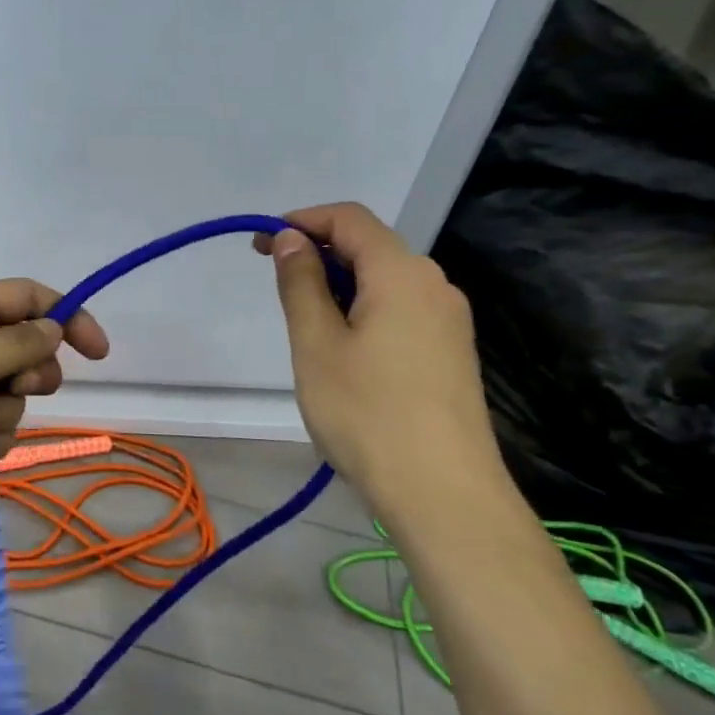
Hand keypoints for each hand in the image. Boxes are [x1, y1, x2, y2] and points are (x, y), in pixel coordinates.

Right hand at [256, 203, 506, 515]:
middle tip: (273, 277)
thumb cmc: (367, 413)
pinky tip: (343, 346)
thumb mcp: (316, 344)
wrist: (444, 495)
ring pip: (385, 279)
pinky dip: (363, 307)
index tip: (262, 244)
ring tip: (304, 318)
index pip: (349, 219)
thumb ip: (301, 282)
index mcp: (402, 273)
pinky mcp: (451, 351)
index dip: (302, 220)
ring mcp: (449, 320)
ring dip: (339, 282)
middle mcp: (433, 285)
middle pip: (370, 245)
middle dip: (318, 251)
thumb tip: (292, 238)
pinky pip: (401, 308)